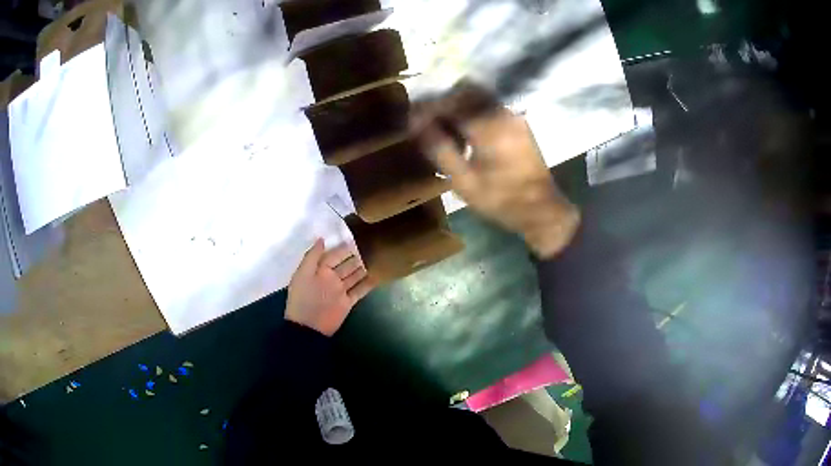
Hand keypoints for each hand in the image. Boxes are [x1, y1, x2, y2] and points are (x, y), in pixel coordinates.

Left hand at [285, 239, 374, 335]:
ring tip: (378, 256)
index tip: (355, 237)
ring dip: (364, 267)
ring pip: (354, 275)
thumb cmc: (303, 298)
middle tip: (371, 244)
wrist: (308, 327)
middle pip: (346, 264)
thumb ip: (312, 256)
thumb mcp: (303, 274)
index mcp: (319, 270)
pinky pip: (360, 290)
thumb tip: (322, 238)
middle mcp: (331, 278)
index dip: (342, 247)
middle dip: (356, 255)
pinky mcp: (348, 302)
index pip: (333, 255)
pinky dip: (368, 284)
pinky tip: (378, 275)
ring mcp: (340, 290)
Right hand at [410, 83, 579, 257]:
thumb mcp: (463, 180)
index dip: (428, 109)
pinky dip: (473, 113)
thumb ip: (439, 148)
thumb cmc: (500, 198)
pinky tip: (467, 136)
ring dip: (459, 107)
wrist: (541, 208)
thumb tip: (416, 125)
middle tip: (429, 124)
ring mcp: (513, 115)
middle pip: (465, 90)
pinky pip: (490, 107)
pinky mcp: (518, 123)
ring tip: (447, 132)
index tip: (413, 122)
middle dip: (444, 103)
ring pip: (478, 97)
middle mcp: (502, 111)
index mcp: (488, 124)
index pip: (450, 102)